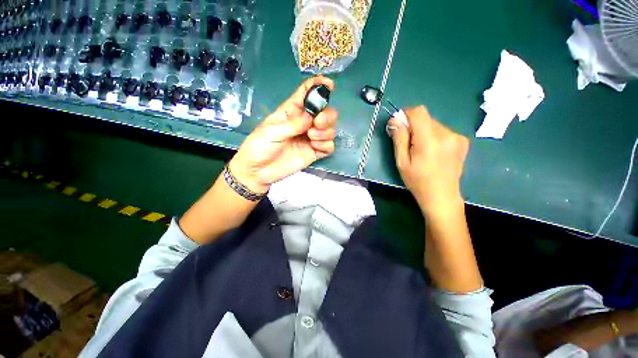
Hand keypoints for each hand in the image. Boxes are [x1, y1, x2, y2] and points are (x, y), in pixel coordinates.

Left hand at [229, 77, 337, 192]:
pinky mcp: (314, 152)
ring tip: (312, 137)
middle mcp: (304, 123)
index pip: (307, 93)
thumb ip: (294, 124)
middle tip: (318, 122)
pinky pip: (329, 146)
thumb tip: (312, 117)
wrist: (258, 170)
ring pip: (330, 129)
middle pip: (326, 112)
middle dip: (327, 115)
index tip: (329, 85)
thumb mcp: (273, 130)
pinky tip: (315, 147)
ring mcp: (310, 139)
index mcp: (292, 111)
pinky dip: (326, 145)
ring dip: (326, 131)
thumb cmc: (260, 146)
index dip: (318, 86)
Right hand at [388, 106, 468, 214]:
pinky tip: (433, 151)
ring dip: (424, 132)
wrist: (442, 196)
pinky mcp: (462, 141)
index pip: (419, 112)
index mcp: (429, 140)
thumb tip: (395, 119)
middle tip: (409, 144)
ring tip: (422, 150)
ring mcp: (457, 137)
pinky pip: (443, 130)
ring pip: (434, 124)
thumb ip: (399, 138)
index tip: (400, 125)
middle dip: (414, 126)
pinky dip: (434, 136)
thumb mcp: (402, 161)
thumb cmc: (417, 181)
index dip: (406, 114)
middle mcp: (447, 134)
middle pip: (426, 118)